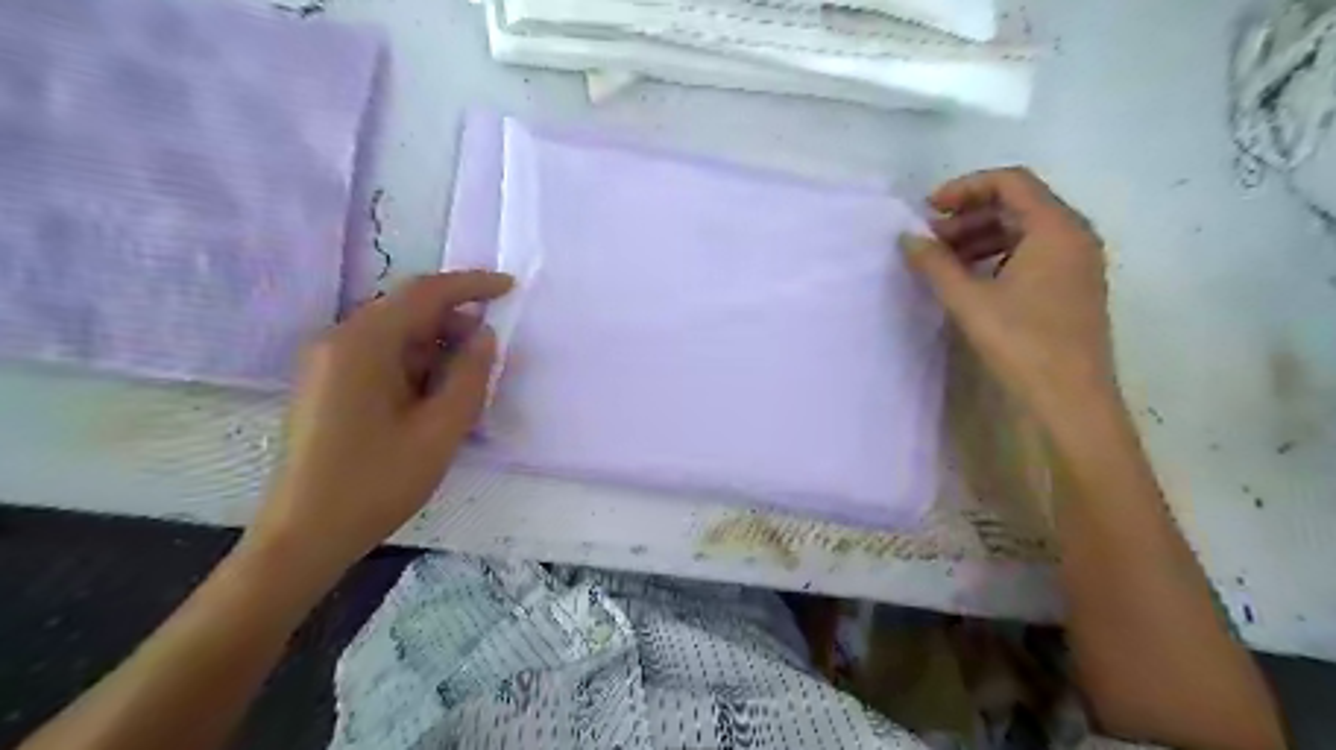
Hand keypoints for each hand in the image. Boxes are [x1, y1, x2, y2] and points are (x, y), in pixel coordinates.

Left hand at [240, 272, 511, 576]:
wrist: (305, 534)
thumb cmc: (377, 482)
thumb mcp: (441, 429)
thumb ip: (470, 375)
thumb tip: (485, 335)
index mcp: (363, 343)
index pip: (425, 293)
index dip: (472, 285)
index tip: (510, 287)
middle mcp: (339, 340)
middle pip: (408, 311)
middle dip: (456, 324)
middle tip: (492, 354)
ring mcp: (329, 362)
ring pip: (397, 336)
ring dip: (438, 349)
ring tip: (467, 384)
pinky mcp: (328, 384)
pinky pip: (382, 357)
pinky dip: (416, 366)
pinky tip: (435, 398)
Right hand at [903, 167, 1111, 427]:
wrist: (1070, 400)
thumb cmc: (1022, 343)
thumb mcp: (969, 300)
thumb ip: (935, 264)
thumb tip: (907, 239)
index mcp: (1056, 228)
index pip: (1010, 182)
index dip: (965, 188)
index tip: (928, 209)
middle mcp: (1074, 236)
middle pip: (1018, 204)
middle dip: (969, 216)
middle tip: (930, 239)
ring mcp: (1077, 263)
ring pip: (1024, 231)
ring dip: (981, 237)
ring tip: (943, 260)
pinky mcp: (1072, 287)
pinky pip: (1032, 254)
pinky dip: (998, 256)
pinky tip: (971, 279)